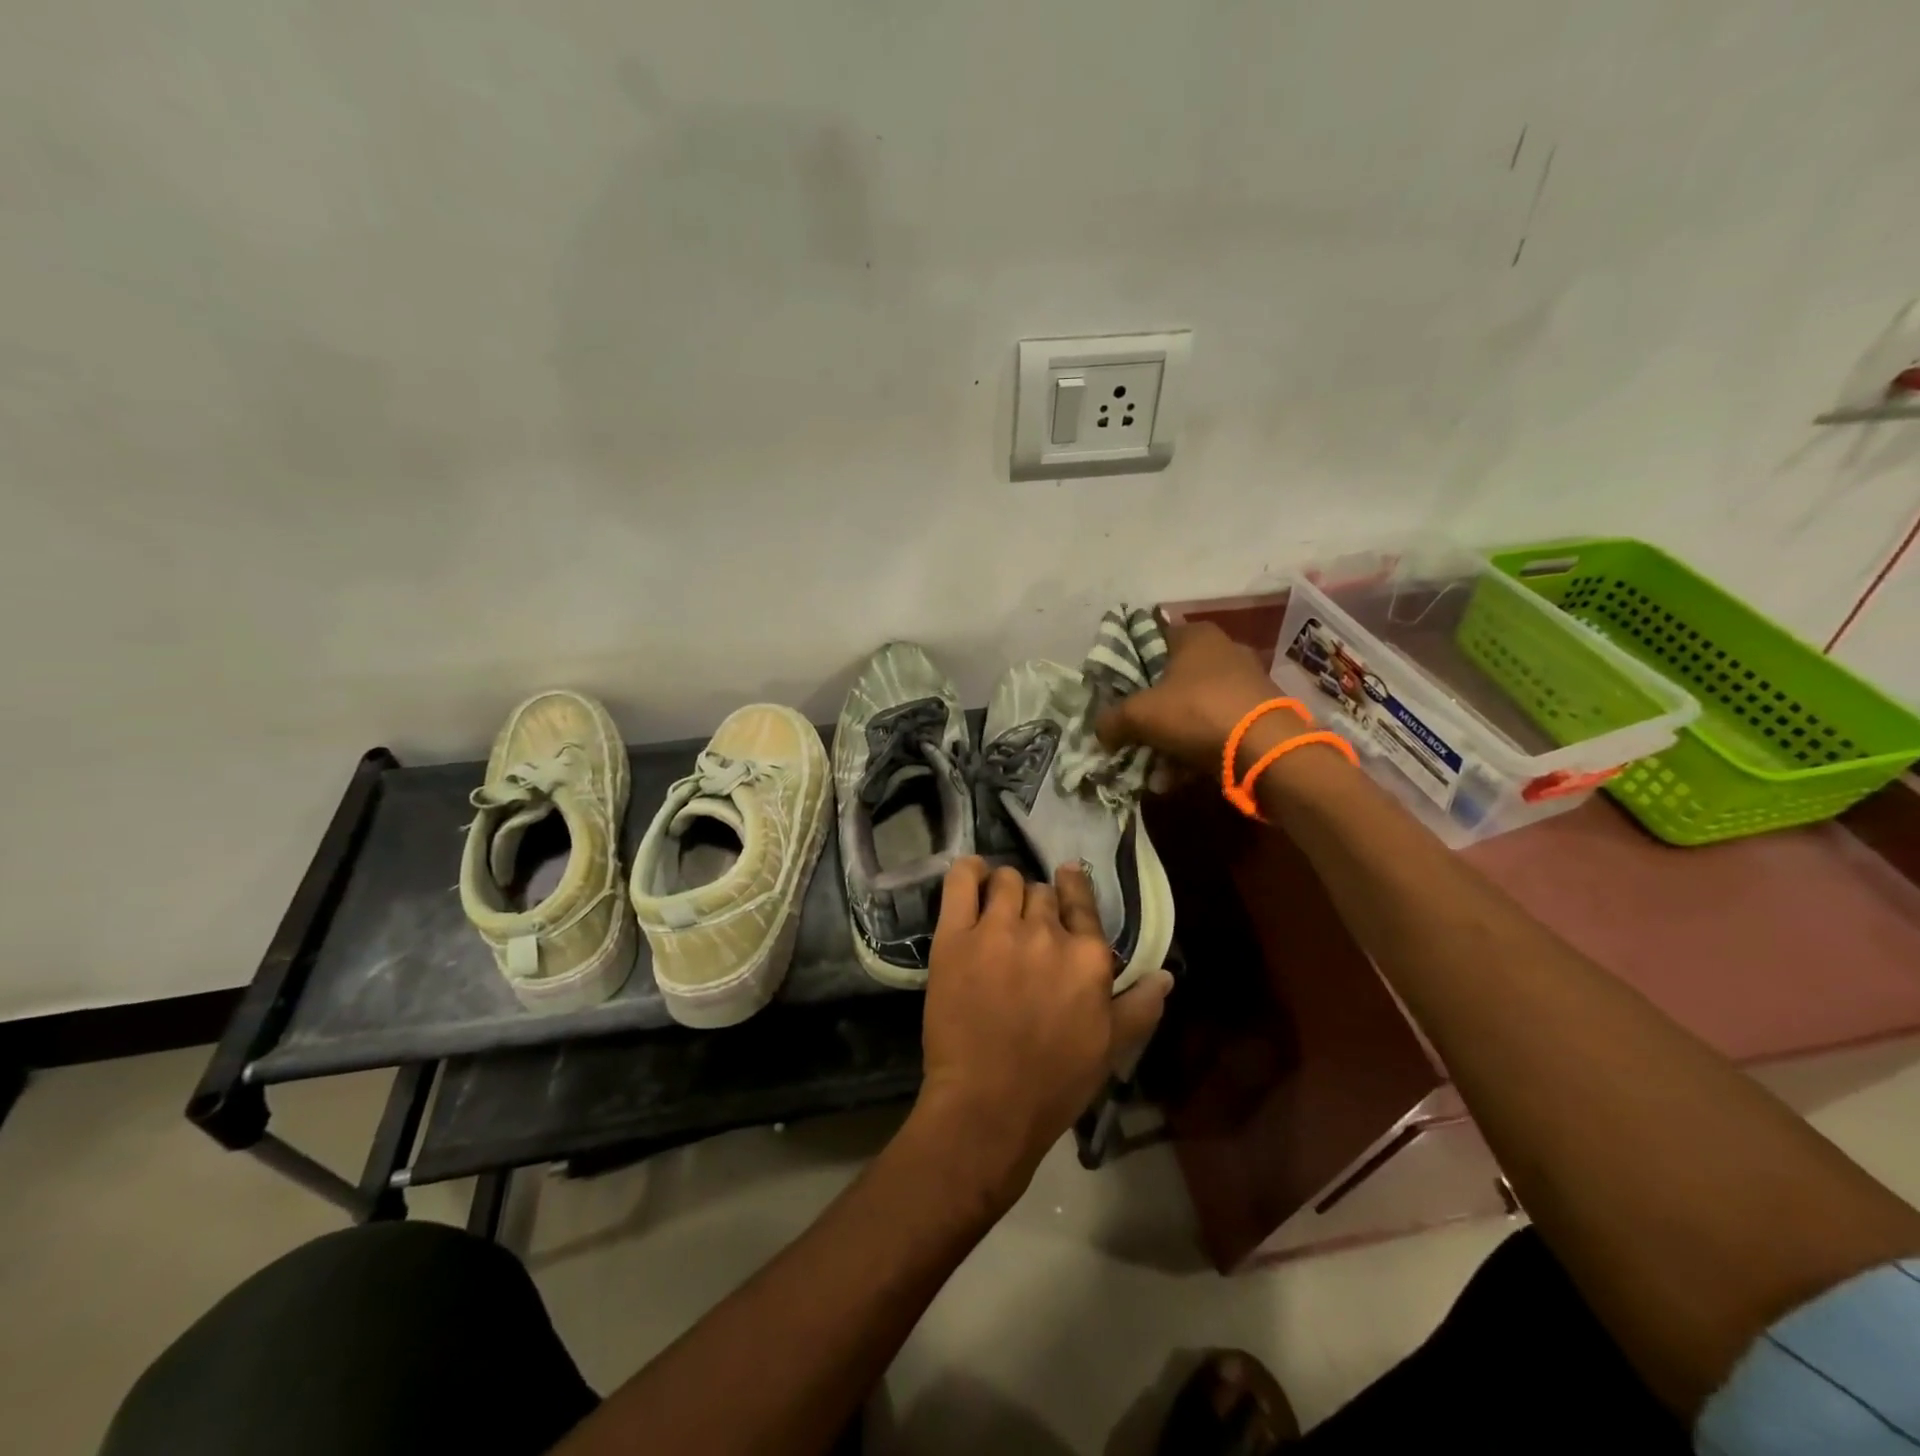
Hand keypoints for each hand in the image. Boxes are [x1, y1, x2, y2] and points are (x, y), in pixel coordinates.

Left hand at [915, 858, 1173, 1209]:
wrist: (988, 1106)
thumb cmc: (1054, 1083)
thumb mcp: (1110, 1048)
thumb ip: (1140, 1006)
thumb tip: (1166, 976)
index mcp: (1088, 956)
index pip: (1082, 901)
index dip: (1072, 888)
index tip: (1065, 878)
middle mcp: (1047, 933)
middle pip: (1042, 893)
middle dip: (1037, 905)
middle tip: (1025, 929)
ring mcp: (998, 930)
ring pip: (1007, 881)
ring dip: (1005, 890)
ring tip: (996, 910)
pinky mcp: (956, 935)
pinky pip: (962, 880)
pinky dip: (968, 871)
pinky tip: (973, 876)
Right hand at [1095, 621, 1282, 773]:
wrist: (1266, 749)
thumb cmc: (1197, 712)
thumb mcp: (1139, 715)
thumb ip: (1111, 720)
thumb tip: (1100, 731)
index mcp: (1195, 635)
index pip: (1150, 639)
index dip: (1129, 665)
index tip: (1115, 694)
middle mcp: (1223, 650)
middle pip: (1171, 679)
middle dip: (1149, 712)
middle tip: (1131, 734)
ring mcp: (1245, 682)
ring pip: (1192, 708)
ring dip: (1170, 738)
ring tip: (1153, 767)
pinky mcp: (1259, 713)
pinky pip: (1215, 728)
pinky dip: (1196, 748)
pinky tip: (1178, 776)